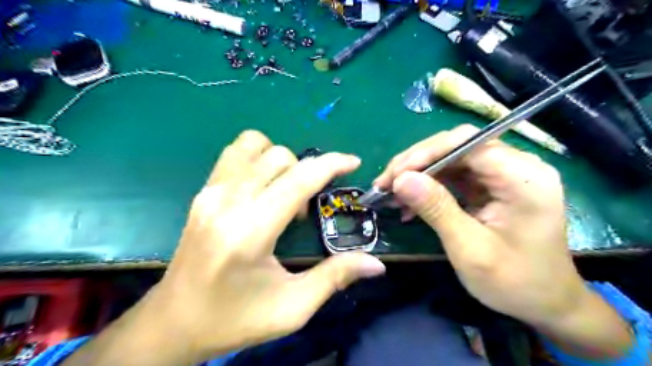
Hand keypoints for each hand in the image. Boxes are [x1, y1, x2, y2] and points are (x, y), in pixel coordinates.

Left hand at [63, 130, 383, 363]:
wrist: (173, 321)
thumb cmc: (234, 319)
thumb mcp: (292, 307)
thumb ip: (335, 277)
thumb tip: (376, 264)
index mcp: (250, 231)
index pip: (299, 179)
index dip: (331, 164)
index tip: (352, 162)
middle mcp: (227, 201)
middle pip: (280, 157)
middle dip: (307, 172)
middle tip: (307, 210)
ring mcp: (210, 192)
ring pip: (255, 145)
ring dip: (282, 161)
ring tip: (284, 193)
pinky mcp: (202, 192)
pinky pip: (235, 154)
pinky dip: (258, 158)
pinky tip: (263, 187)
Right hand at [375, 125, 614, 333]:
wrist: (545, 302)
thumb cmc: (514, 282)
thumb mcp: (470, 249)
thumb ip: (436, 209)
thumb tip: (401, 179)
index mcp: (524, 178)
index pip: (468, 143)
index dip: (426, 153)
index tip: (395, 174)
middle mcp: (517, 167)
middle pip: (457, 146)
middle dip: (417, 162)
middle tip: (385, 183)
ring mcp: (504, 175)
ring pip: (451, 158)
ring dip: (419, 174)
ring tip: (391, 193)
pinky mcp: (492, 185)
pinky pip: (454, 175)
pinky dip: (429, 185)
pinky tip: (410, 202)